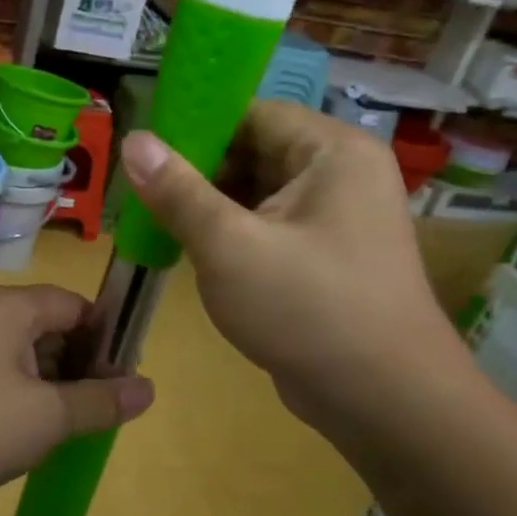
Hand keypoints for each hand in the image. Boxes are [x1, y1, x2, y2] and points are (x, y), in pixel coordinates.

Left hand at [0, 286, 153, 515]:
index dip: (106, 340)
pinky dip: (22, 397)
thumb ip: (100, 401)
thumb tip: (148, 389)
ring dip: (52, 387)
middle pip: (52, 328)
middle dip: (80, 366)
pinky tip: (31, 434)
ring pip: (25, 356)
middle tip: (101, 410)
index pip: (77, 306)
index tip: (123, 381)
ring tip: (71, 427)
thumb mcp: (47, 417)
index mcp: (13, 308)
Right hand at [120, 102, 470, 437]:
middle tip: (140, 195)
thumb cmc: (307, 310)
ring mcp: (337, 218)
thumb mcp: (229, 246)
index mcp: (332, 152)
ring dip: (209, 208)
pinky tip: (190, 251)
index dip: (196, 128)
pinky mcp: (326, 256)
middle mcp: (341, 174)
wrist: (383, 401)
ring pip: (257, 194)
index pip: (252, 114)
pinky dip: (230, 235)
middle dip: (197, 173)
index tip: (143, 153)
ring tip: (154, 222)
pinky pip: (268, 228)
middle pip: (253, 152)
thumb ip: (178, 191)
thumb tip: (133, 140)